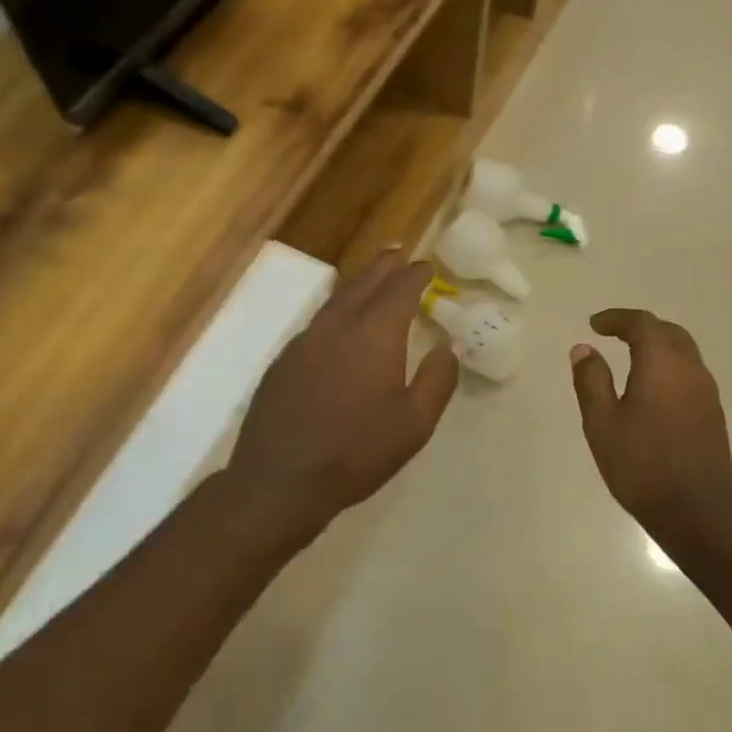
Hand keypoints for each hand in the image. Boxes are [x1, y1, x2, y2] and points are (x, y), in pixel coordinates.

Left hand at [226, 249, 458, 538]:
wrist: (281, 479)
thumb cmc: (356, 452)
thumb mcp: (414, 423)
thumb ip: (438, 379)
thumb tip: (450, 346)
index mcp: (374, 334)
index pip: (400, 288)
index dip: (416, 274)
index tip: (428, 266)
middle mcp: (338, 325)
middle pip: (365, 282)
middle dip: (386, 265)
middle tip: (400, 252)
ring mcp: (305, 339)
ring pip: (337, 297)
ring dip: (359, 282)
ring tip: (374, 275)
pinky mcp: (285, 359)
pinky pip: (318, 320)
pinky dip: (338, 308)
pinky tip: (340, 321)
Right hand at [570, 309, 731, 532]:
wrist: (696, 514)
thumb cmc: (641, 465)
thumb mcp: (601, 423)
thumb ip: (591, 380)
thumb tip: (584, 349)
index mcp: (663, 364)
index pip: (642, 324)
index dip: (617, 319)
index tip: (594, 325)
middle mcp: (691, 370)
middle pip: (668, 332)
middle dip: (640, 327)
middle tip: (612, 334)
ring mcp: (707, 393)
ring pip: (683, 352)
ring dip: (657, 346)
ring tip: (630, 357)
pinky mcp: (714, 414)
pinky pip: (690, 374)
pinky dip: (668, 366)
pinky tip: (651, 388)